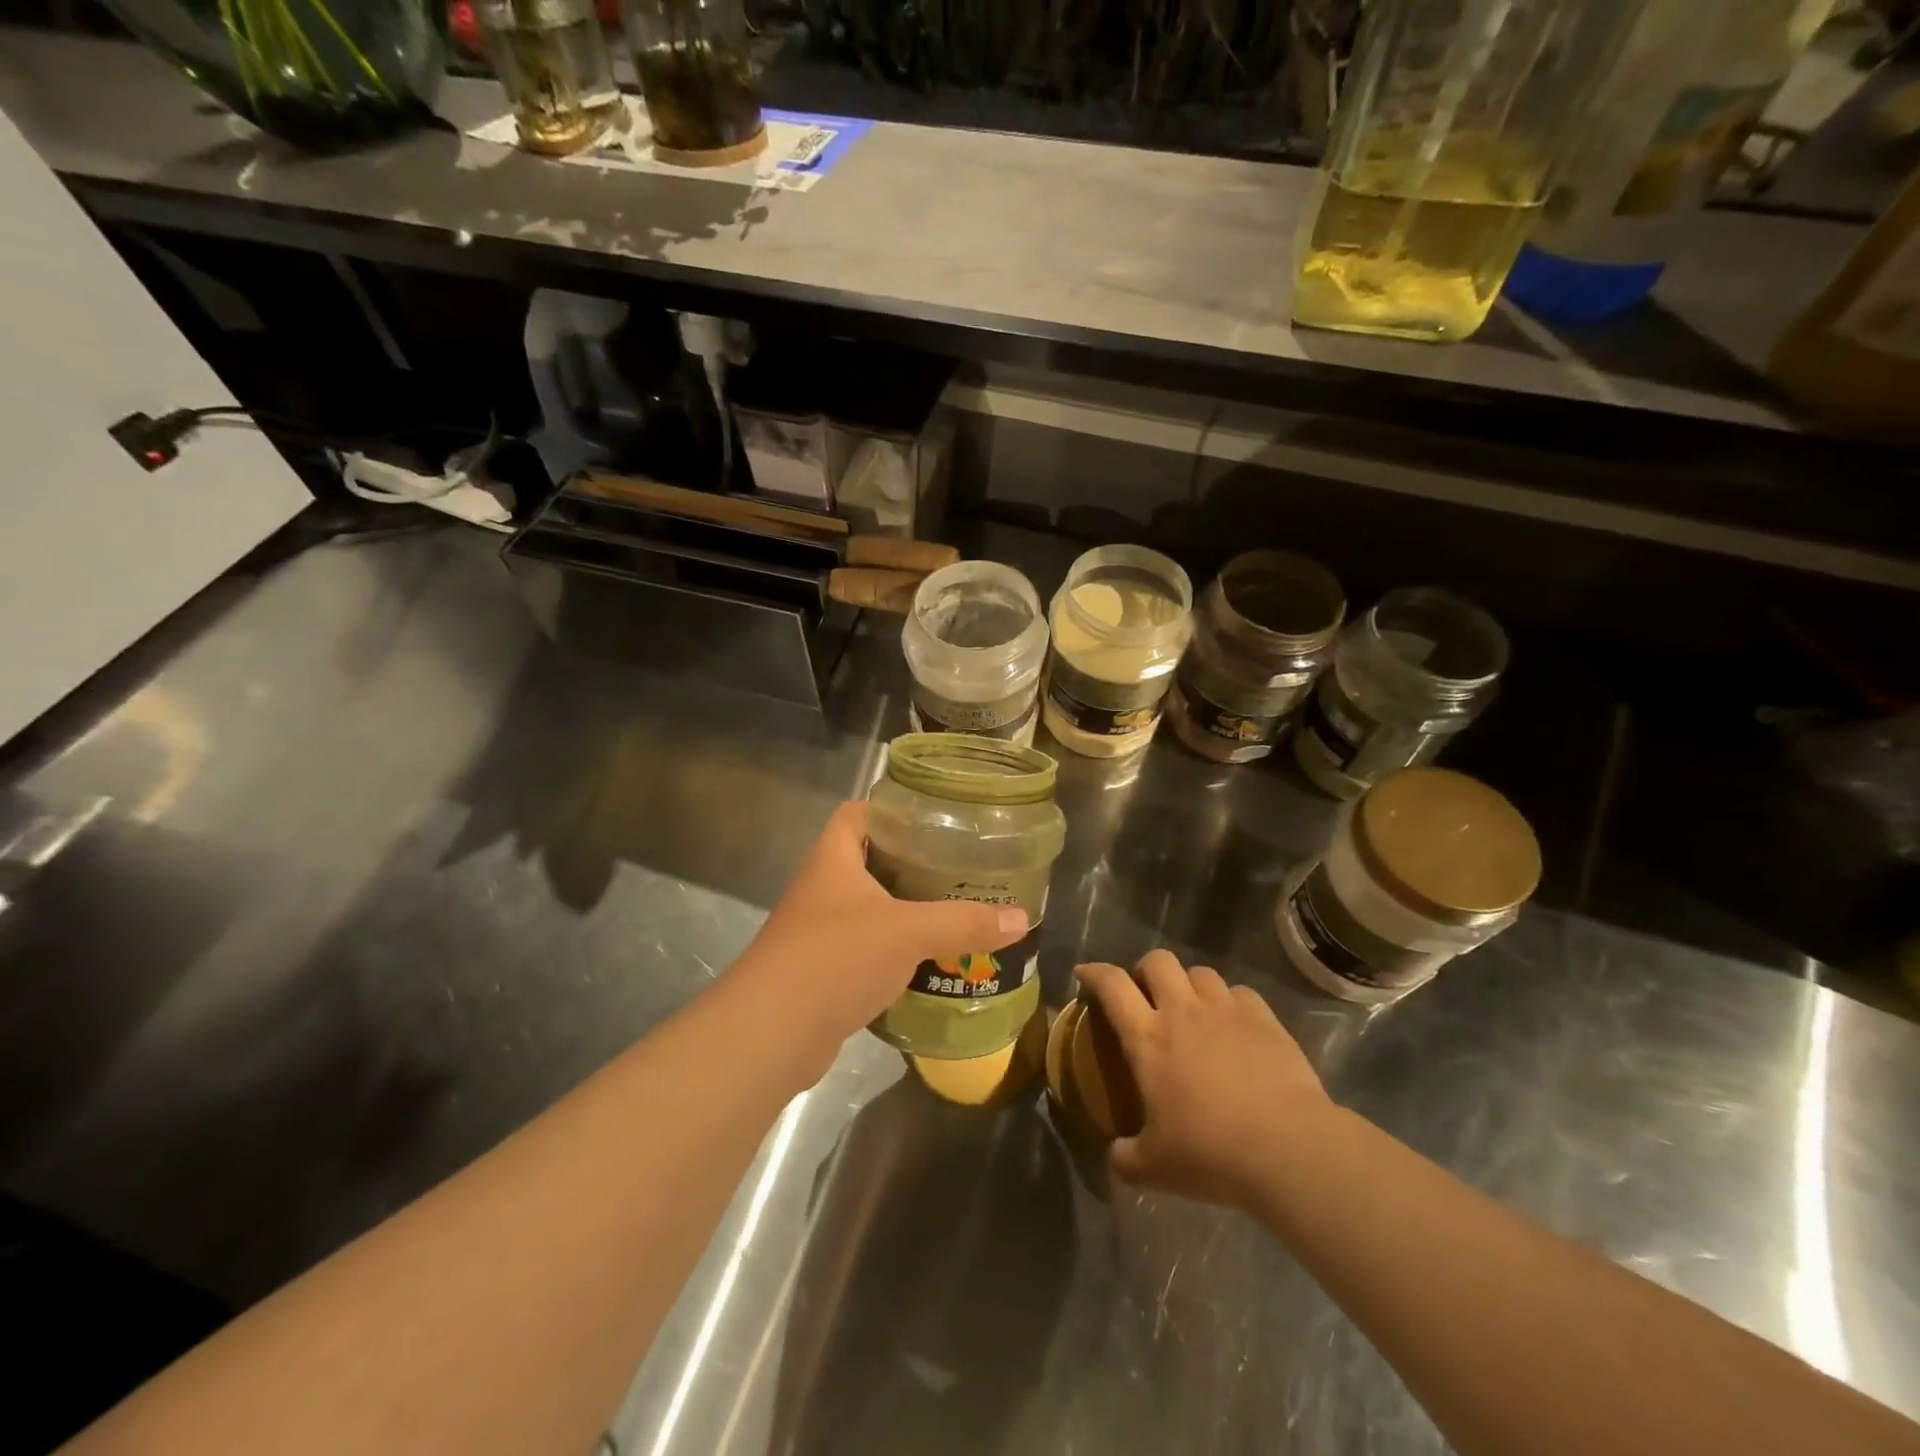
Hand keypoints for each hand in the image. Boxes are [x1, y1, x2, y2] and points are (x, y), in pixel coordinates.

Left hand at [732, 802, 1027, 1075]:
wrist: (770, 1034)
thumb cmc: (836, 958)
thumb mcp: (908, 932)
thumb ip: (963, 923)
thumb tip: (1022, 919)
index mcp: (833, 858)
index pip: (857, 813)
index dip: (891, 809)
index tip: (934, 818)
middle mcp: (821, 887)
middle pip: (868, 860)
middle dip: (910, 864)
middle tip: (958, 867)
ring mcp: (817, 931)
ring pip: (868, 909)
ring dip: (904, 911)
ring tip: (953, 911)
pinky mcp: (821, 972)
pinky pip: (864, 950)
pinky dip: (893, 952)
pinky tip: (927, 961)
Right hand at [1078, 952, 1332, 1211]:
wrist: (1288, 1148)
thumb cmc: (1211, 1152)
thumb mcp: (1155, 1168)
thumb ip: (1126, 1158)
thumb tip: (1114, 1159)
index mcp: (1148, 1037)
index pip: (1112, 985)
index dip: (1094, 972)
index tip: (1084, 974)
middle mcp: (1183, 1011)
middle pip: (1157, 961)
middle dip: (1146, 970)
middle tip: (1146, 995)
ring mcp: (1226, 1010)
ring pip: (1200, 972)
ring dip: (1189, 984)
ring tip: (1192, 1009)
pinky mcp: (1264, 1019)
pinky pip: (1241, 993)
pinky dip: (1231, 1003)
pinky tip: (1235, 1026)